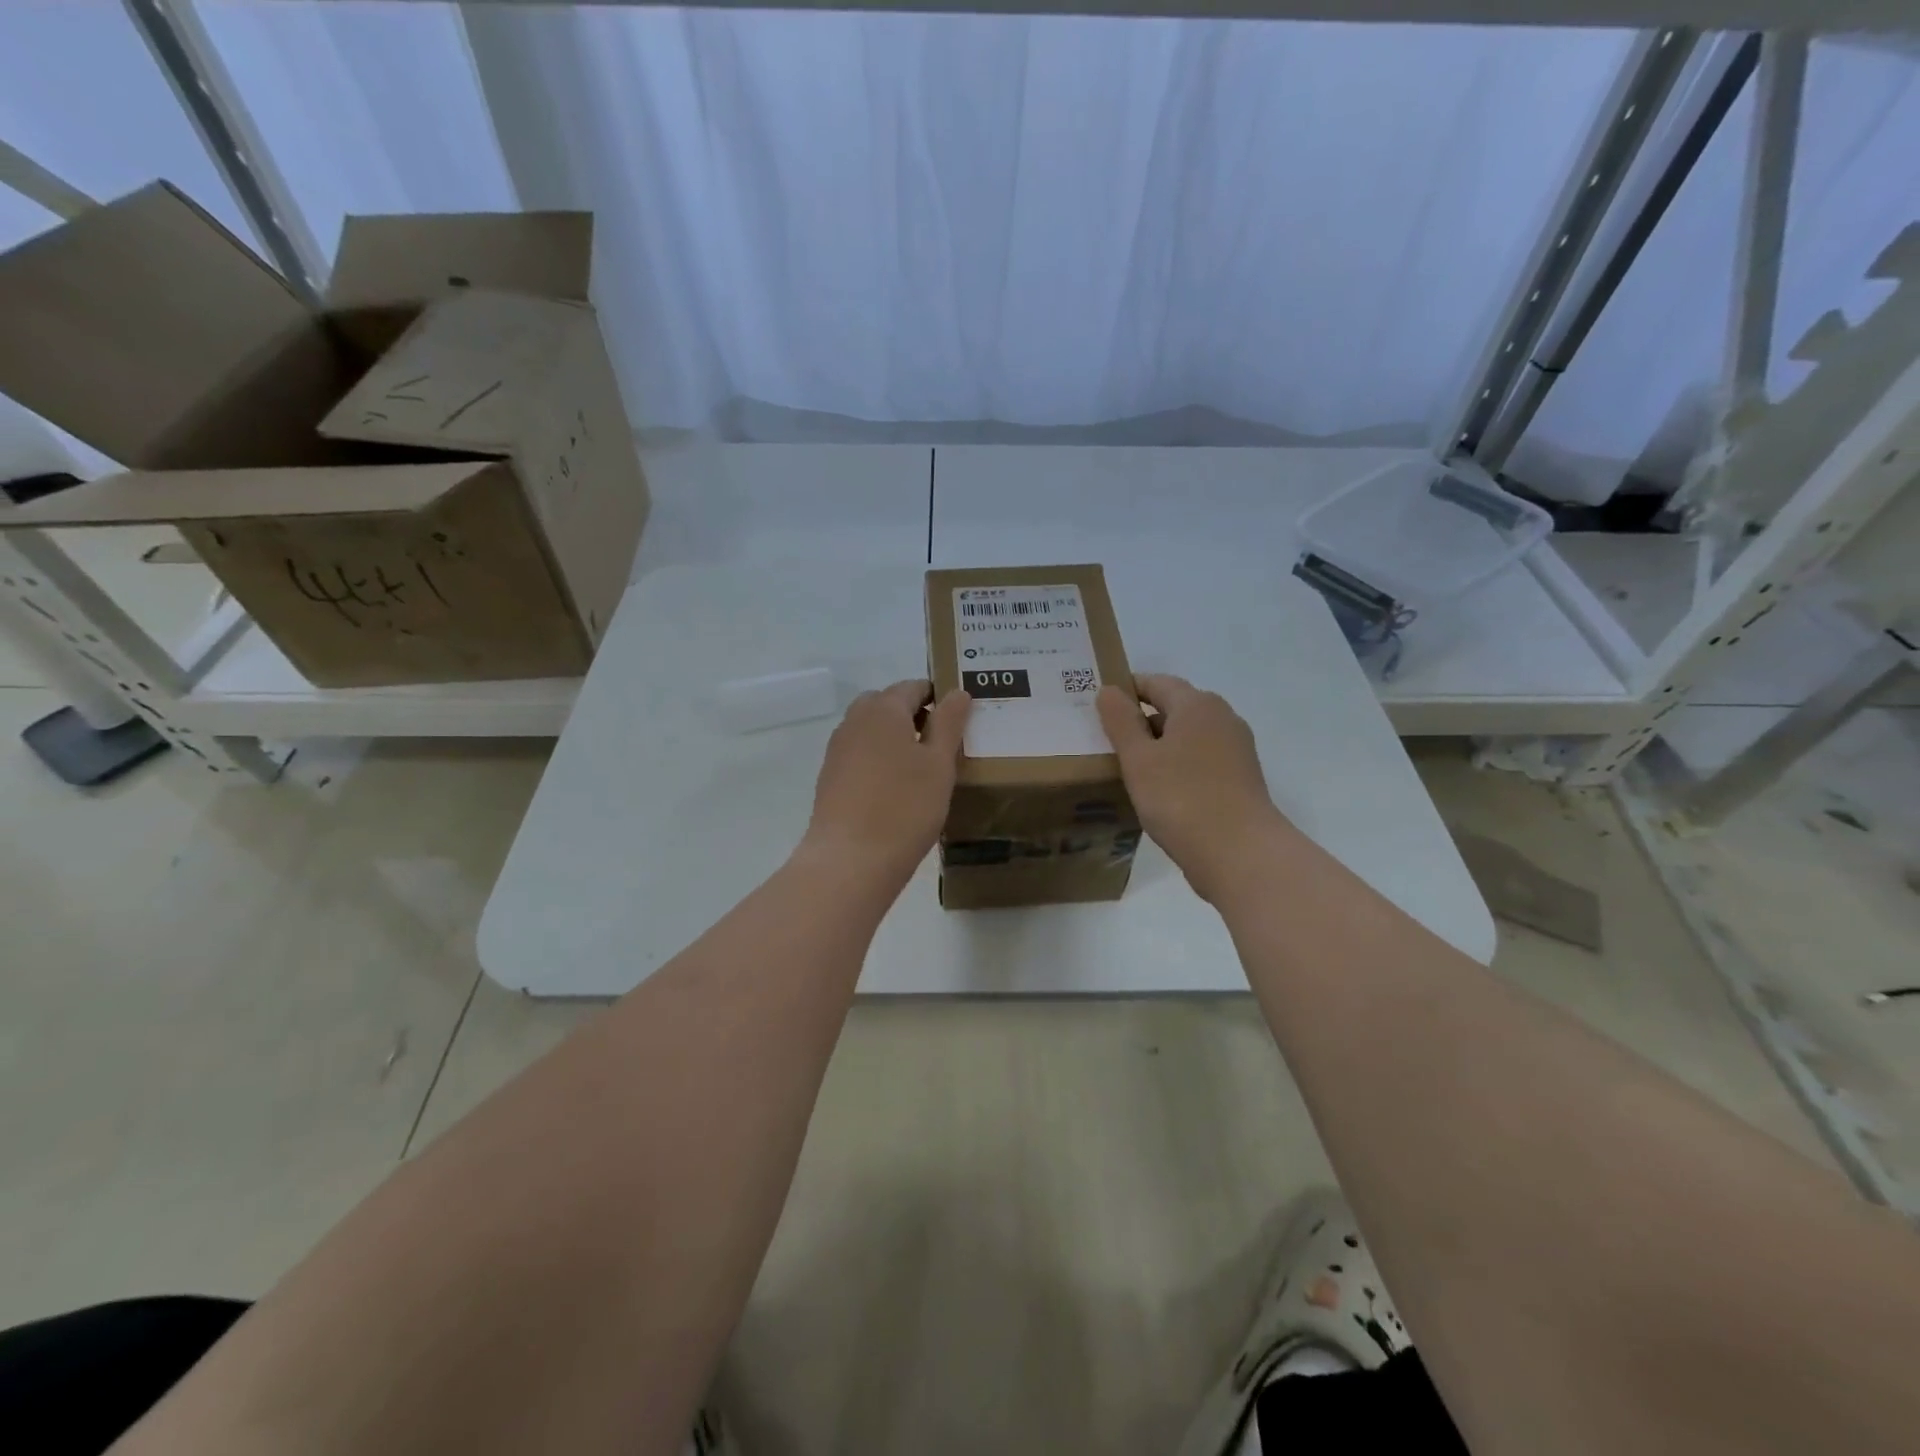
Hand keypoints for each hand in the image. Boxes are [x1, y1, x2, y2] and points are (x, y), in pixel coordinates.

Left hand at [800, 680, 970, 884]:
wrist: (850, 861)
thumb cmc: (904, 808)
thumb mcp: (939, 764)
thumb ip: (949, 723)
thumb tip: (957, 692)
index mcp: (883, 709)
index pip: (913, 687)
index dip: (938, 696)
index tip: (960, 717)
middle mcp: (854, 721)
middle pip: (887, 704)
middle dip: (914, 715)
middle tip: (943, 743)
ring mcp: (838, 750)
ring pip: (871, 730)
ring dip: (895, 738)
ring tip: (922, 768)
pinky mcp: (830, 777)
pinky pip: (860, 754)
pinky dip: (879, 759)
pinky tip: (896, 788)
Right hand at [1097, 674, 1291, 902]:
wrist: (1240, 854)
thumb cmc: (1181, 798)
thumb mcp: (1139, 759)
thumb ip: (1121, 721)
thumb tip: (1109, 690)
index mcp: (1197, 704)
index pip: (1156, 682)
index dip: (1126, 689)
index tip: (1098, 705)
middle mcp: (1222, 718)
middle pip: (1175, 707)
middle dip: (1141, 719)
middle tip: (1106, 739)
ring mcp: (1236, 749)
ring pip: (1188, 736)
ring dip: (1159, 745)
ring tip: (1127, 767)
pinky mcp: (1240, 778)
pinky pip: (1200, 760)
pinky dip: (1177, 765)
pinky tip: (1158, 790)